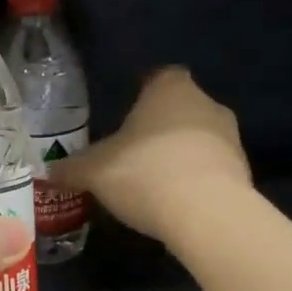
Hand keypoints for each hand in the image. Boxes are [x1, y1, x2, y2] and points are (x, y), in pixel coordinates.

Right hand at [52, 67, 250, 245]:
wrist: (206, 214)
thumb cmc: (144, 172)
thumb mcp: (93, 171)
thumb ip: (71, 168)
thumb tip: (49, 171)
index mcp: (170, 89)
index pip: (159, 76)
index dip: (143, 90)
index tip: (126, 110)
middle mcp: (206, 104)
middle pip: (180, 107)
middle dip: (158, 125)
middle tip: (130, 149)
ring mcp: (230, 138)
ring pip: (197, 138)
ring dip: (177, 153)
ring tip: (150, 180)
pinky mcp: (242, 173)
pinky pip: (210, 168)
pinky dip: (192, 179)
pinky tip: (171, 202)